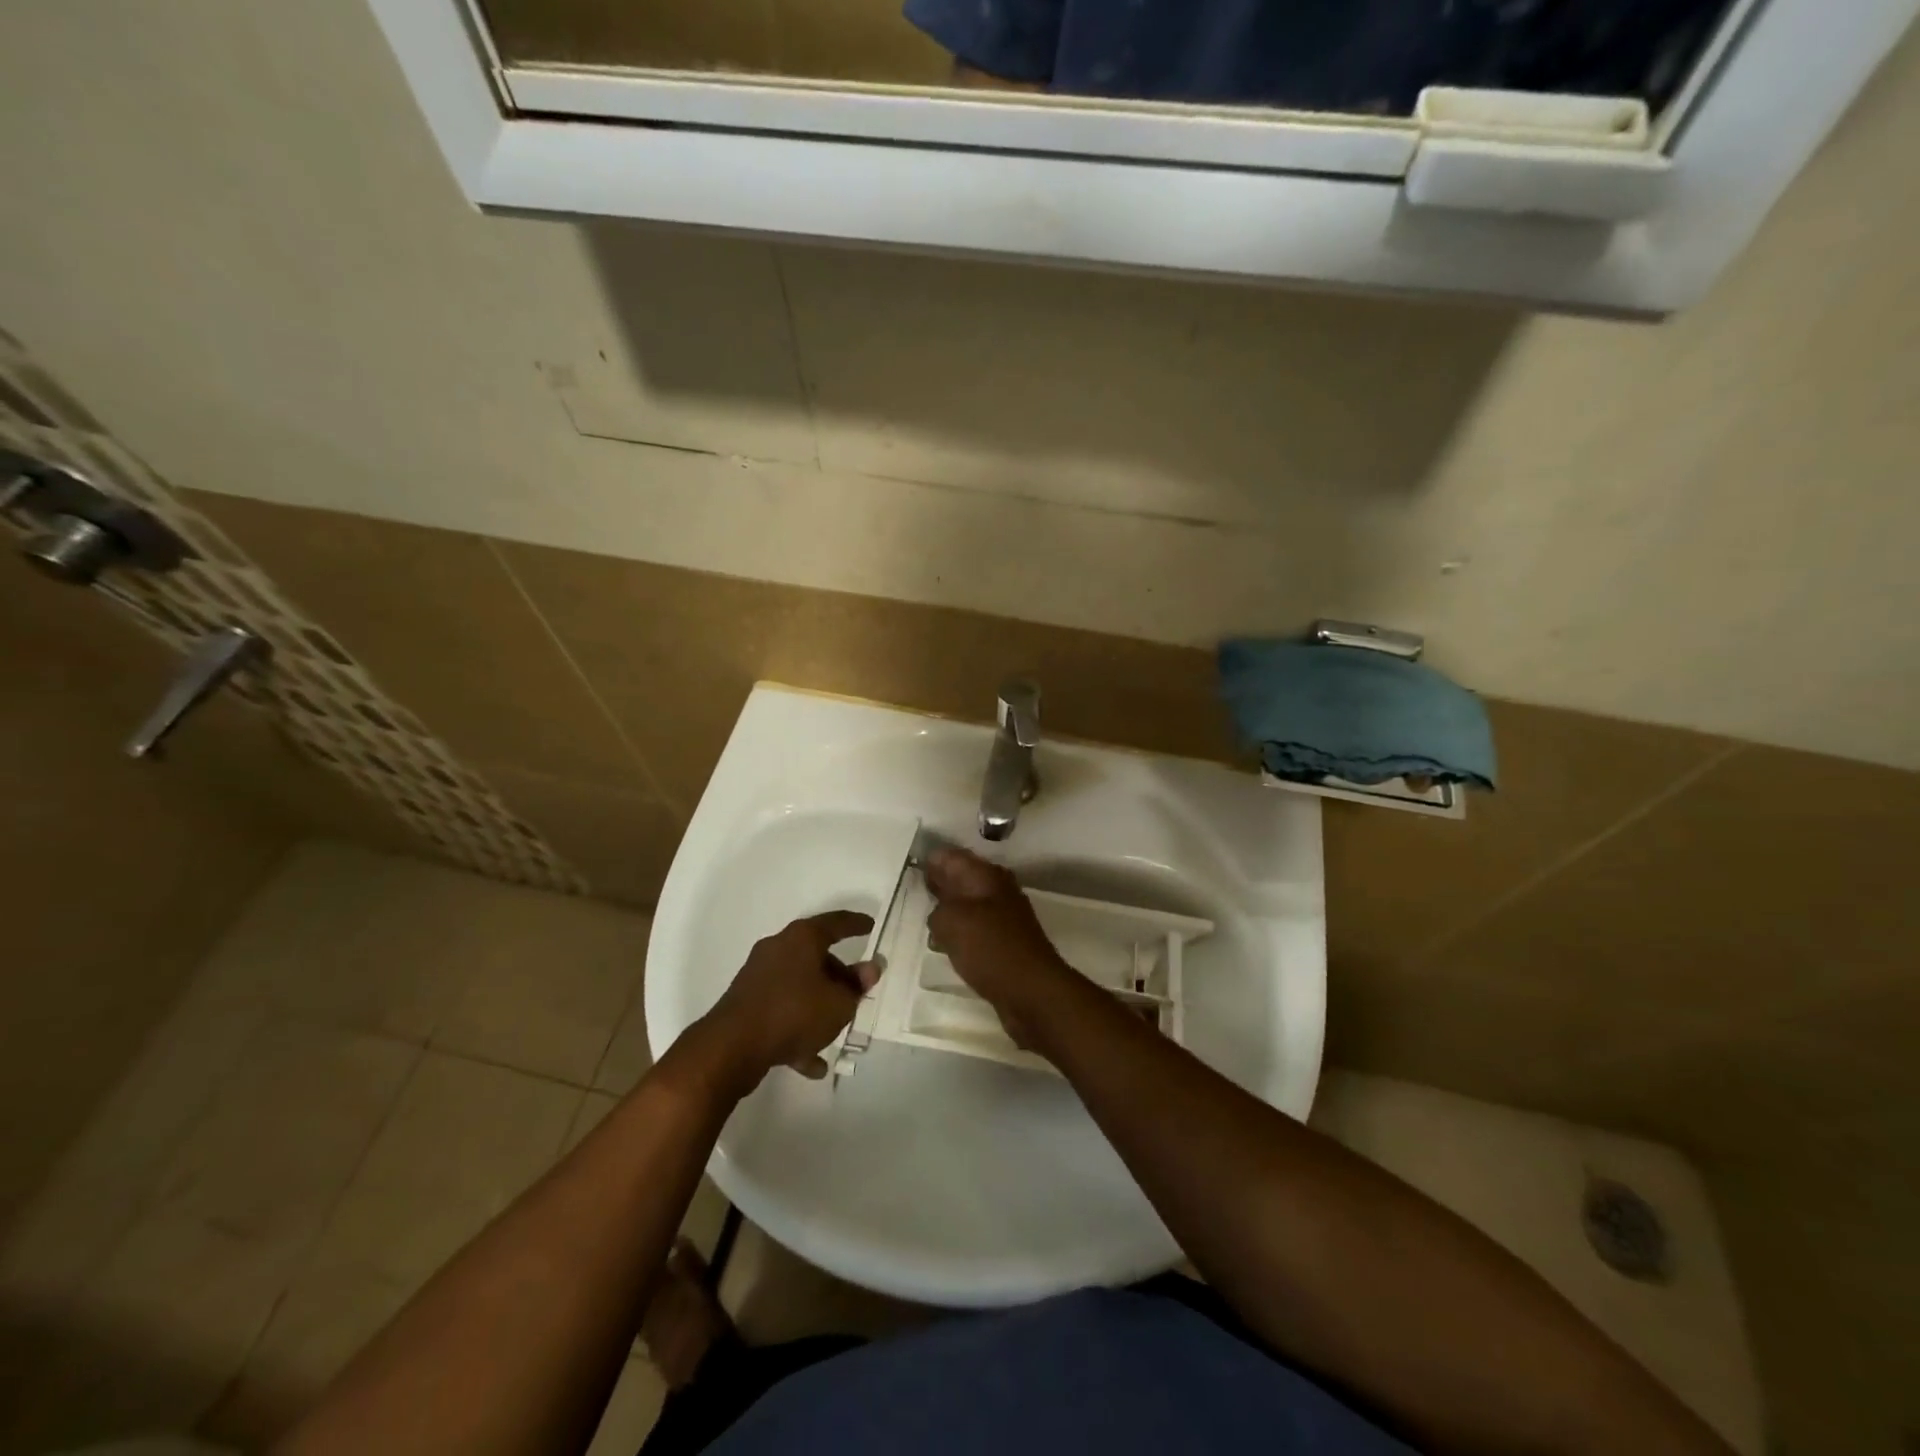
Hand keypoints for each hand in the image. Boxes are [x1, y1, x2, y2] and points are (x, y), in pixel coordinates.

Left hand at [703, 912, 879, 1083]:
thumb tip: (870, 969)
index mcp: (802, 938)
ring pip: (799, 984)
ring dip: (818, 1004)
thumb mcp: (839, 1003)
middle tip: (856, 991)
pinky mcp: (746, 1003)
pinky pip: (782, 1010)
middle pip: (816, 955)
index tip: (871, 927)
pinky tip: (812, 1062)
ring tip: (836, 1029)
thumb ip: (857, 986)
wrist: (732, 1046)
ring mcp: (759, 976)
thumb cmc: (794, 1013)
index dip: (857, 924)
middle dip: (838, 974)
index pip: (837, 922)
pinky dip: (798, 1028)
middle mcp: (778, 948)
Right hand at [925, 848, 1080, 1048]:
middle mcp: (997, 890)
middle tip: (912, 892)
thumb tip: (939, 913)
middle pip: (960, 879)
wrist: (1032, 991)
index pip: (951, 856)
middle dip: (938, 885)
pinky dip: (959, 934)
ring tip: (924, 920)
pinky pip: (974, 930)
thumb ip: (937, 909)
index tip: (909, 869)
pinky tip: (944, 945)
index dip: (929, 860)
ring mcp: (1003, 917)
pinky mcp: (1004, 943)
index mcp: (985, 876)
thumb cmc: (990, 948)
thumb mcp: (951, 922)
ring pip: (967, 906)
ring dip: (948, 912)